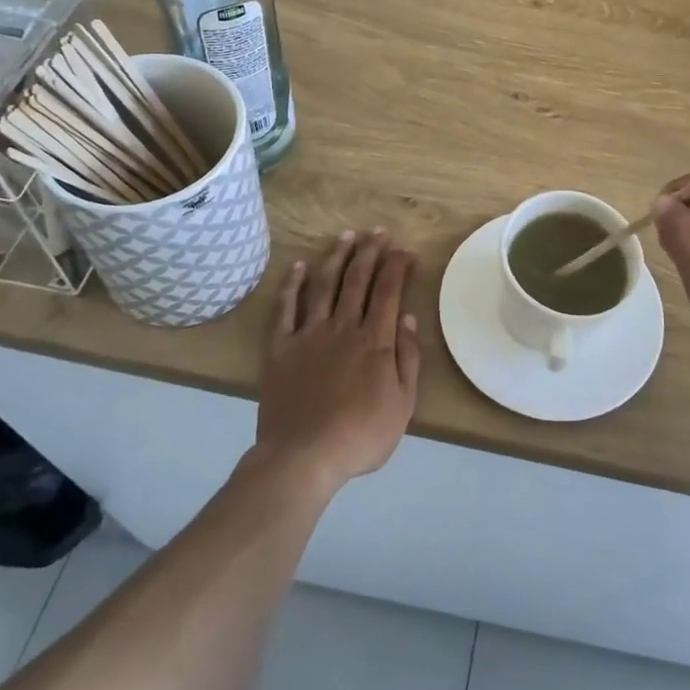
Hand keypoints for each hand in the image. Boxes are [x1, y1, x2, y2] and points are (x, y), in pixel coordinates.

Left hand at [254, 230, 419, 496]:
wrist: (303, 457)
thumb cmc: (360, 435)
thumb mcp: (403, 404)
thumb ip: (407, 358)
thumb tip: (408, 319)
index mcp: (374, 340)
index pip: (388, 291)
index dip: (397, 266)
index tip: (405, 251)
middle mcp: (342, 327)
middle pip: (357, 279)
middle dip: (370, 251)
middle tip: (378, 232)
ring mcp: (309, 334)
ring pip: (324, 285)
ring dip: (336, 257)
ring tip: (346, 236)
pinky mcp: (281, 348)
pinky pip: (286, 309)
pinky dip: (292, 285)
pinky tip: (298, 266)